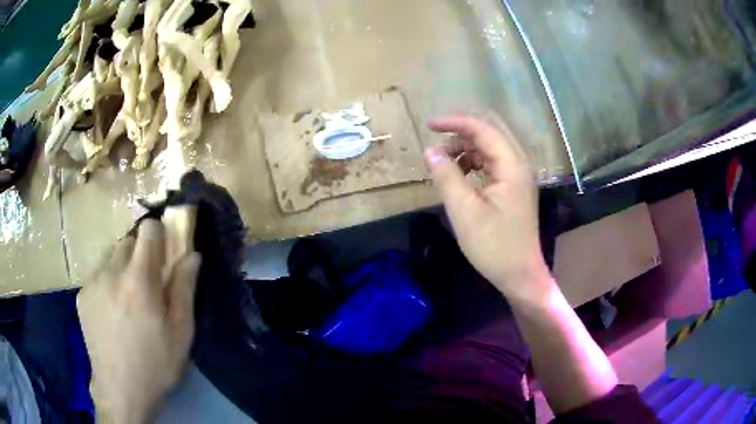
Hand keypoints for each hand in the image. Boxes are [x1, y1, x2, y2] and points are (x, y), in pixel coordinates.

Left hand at [77, 219, 200, 422]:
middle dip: (140, 254)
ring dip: (122, 269)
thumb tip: (192, 255)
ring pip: (110, 258)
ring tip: (128, 302)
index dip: (159, 233)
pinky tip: (112, 313)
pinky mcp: (81, 295)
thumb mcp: (180, 333)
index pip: (147, 230)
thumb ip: (185, 289)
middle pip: (127, 242)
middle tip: (147, 284)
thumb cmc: (156, 364)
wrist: (120, 390)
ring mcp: (92, 283)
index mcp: (138, 280)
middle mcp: (110, 272)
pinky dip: (107, 284)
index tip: (165, 251)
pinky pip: (97, 276)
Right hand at [425, 115, 550, 302]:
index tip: (428, 125)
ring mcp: (519, 176)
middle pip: (491, 131)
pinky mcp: (514, 187)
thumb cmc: (493, 246)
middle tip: (436, 139)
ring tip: (444, 163)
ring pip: (492, 147)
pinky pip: (493, 163)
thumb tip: (430, 151)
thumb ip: (447, 177)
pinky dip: (474, 162)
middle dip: (462, 131)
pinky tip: (460, 175)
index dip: (455, 122)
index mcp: (512, 166)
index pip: (483, 129)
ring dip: (467, 147)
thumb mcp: (464, 212)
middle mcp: (519, 164)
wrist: (520, 275)